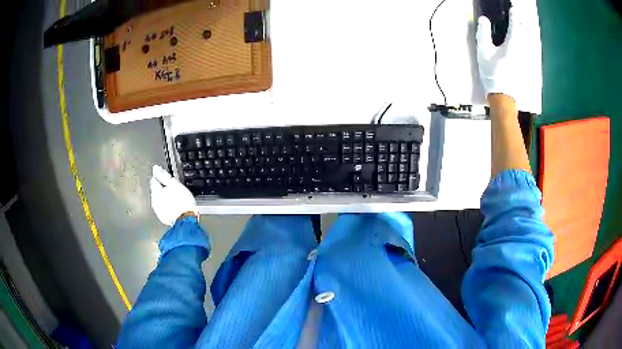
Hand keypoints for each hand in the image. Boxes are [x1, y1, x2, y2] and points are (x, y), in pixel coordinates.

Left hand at [150, 165, 197, 225]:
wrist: (187, 220)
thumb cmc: (182, 202)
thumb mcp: (174, 184)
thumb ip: (163, 176)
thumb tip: (156, 168)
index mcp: (156, 191)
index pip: (154, 180)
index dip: (161, 178)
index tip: (168, 180)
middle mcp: (154, 201)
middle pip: (156, 190)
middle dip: (162, 189)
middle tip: (174, 190)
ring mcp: (158, 210)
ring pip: (159, 200)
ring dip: (165, 198)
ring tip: (176, 199)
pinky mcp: (162, 217)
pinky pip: (163, 208)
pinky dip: (167, 206)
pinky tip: (174, 207)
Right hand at [476, 3, 540, 102]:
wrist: (503, 96)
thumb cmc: (493, 73)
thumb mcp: (483, 51)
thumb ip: (483, 33)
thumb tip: (484, 19)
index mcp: (512, 44)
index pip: (514, 25)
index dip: (513, 15)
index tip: (513, 8)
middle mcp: (522, 50)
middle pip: (525, 33)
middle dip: (522, 23)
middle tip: (520, 17)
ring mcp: (526, 59)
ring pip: (528, 41)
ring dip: (526, 33)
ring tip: (524, 27)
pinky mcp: (526, 66)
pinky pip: (528, 50)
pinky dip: (527, 44)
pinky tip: (527, 43)